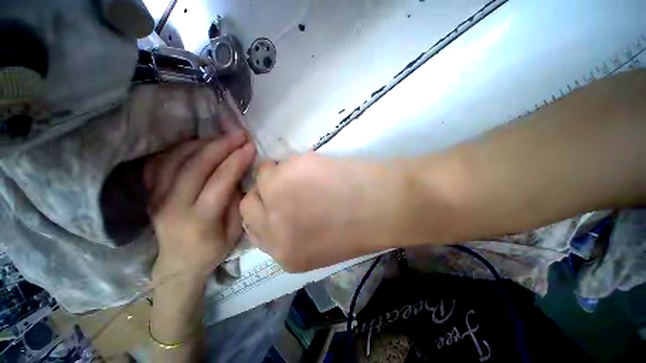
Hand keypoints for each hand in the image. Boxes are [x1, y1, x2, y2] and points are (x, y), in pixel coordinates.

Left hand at [144, 131, 255, 279]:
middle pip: (196, 165)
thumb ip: (237, 202)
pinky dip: (179, 149)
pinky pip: (161, 163)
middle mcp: (174, 205)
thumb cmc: (212, 251)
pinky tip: (196, 145)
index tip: (250, 146)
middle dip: (221, 145)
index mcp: (200, 219)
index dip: (236, 160)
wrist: (177, 265)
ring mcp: (157, 198)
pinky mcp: (150, 194)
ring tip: (221, 137)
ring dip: (202, 143)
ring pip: (177, 160)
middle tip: (238, 133)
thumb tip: (240, 175)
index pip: (220, 181)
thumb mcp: (234, 232)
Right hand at [240, 152, 406, 271]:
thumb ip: (293, 230)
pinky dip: (292, 163)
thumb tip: (280, 210)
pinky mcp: (285, 175)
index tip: (271, 202)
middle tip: (283, 185)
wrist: (382, 208)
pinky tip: (314, 167)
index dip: (262, 212)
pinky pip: (278, 163)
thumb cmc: (358, 227)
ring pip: (261, 178)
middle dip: (264, 193)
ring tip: (303, 174)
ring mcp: (275, 200)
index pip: (253, 230)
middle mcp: (272, 229)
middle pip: (249, 205)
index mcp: (284, 252)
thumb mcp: (319, 243)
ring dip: (277, 174)